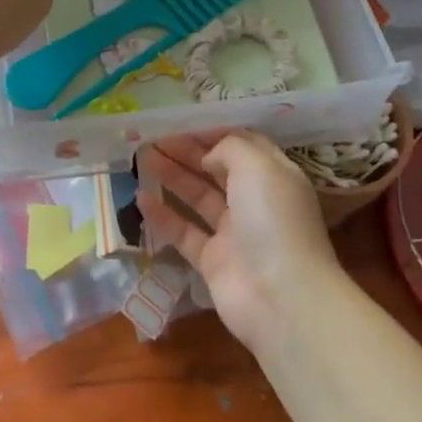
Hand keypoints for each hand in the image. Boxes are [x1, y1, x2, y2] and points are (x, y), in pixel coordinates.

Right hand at [135, 130, 345, 355]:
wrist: (281, 297)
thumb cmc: (273, 219)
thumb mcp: (257, 166)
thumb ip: (229, 149)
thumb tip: (208, 156)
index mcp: (274, 176)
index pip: (243, 145)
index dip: (213, 133)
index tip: (182, 125)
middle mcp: (255, 202)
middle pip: (217, 170)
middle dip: (187, 152)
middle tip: (152, 139)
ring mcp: (234, 233)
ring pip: (198, 198)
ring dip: (172, 177)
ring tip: (141, 158)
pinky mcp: (213, 261)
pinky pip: (184, 232)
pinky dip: (163, 216)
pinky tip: (140, 198)